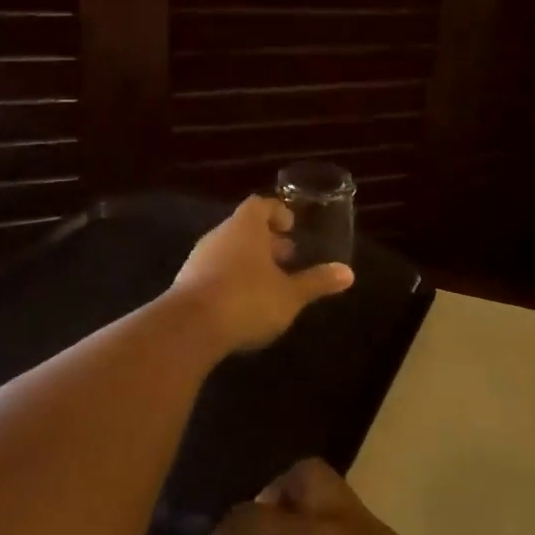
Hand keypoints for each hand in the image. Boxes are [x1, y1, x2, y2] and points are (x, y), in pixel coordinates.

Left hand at [169, 197, 353, 354]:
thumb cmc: (248, 300)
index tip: (292, 228)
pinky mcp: (186, 284)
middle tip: (287, 257)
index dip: (278, 213)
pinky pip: (214, 271)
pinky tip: (244, 302)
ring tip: (269, 282)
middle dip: (266, 241)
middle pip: (243, 228)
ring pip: (228, 250)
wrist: (189, 328)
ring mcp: (198, 259)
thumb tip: (348, 273)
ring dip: (249, 261)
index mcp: (245, 228)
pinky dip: (231, 279)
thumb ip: (317, 282)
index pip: (260, 205)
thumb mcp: (290, 295)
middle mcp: (219, 236)